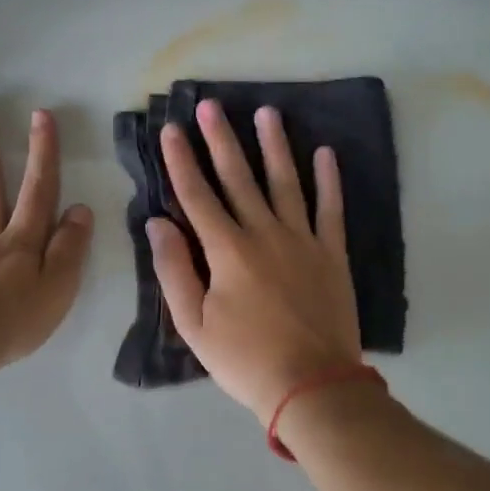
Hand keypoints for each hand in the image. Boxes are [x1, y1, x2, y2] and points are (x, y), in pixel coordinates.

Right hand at [147, 99, 361, 423]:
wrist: (312, 385)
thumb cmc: (245, 360)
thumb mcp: (194, 325)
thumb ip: (174, 271)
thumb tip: (157, 223)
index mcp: (227, 251)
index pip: (197, 196)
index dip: (181, 161)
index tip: (171, 129)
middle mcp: (264, 234)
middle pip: (239, 178)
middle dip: (221, 140)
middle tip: (210, 105)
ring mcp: (303, 240)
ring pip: (286, 182)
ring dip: (274, 145)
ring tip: (267, 112)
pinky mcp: (332, 254)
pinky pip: (331, 209)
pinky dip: (329, 180)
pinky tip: (325, 152)